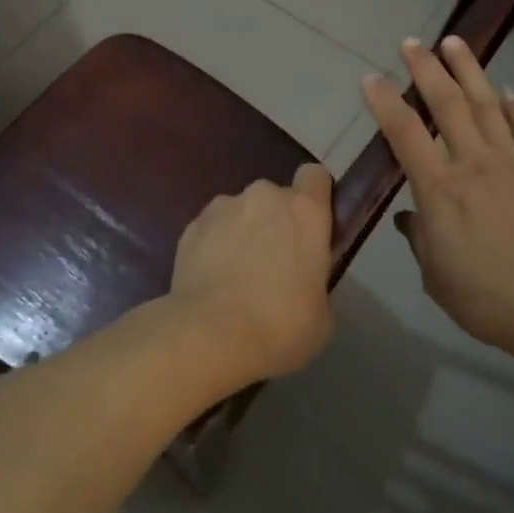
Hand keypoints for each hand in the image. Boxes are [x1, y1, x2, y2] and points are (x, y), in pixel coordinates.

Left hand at [168, 163, 335, 381]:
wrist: (210, 336)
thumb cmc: (280, 326)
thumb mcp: (322, 315)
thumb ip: (317, 283)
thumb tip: (305, 285)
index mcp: (305, 211)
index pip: (315, 176)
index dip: (316, 197)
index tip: (313, 226)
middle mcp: (264, 197)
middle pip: (274, 197)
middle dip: (275, 221)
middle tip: (274, 264)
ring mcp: (223, 207)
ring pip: (239, 212)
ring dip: (242, 232)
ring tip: (235, 276)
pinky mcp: (191, 226)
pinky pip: (211, 230)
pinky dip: (213, 247)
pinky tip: (211, 281)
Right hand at [363, 37, 513, 360]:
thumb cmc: (483, 298)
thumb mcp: (434, 275)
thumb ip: (419, 237)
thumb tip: (409, 217)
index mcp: (439, 189)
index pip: (404, 133)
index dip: (384, 102)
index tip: (370, 78)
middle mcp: (473, 164)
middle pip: (446, 104)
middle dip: (425, 69)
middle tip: (411, 42)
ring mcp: (513, 163)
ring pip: (487, 105)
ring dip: (469, 70)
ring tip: (455, 42)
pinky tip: (507, 90)